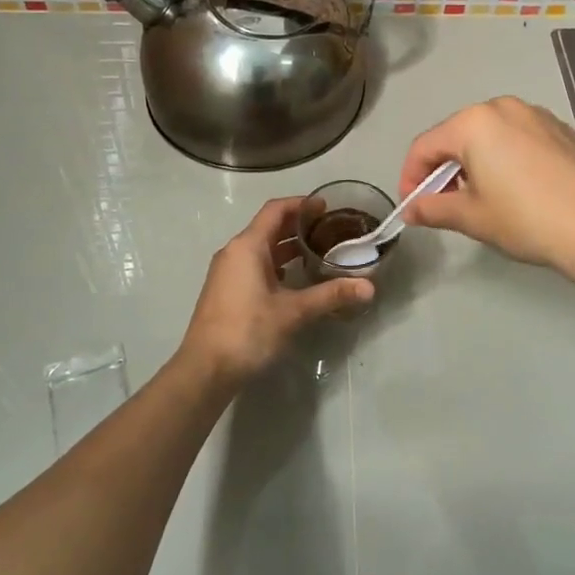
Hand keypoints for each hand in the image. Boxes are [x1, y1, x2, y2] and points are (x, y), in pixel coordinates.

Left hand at [176, 197, 373, 386]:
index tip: (327, 207)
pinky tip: (296, 279)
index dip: (301, 204)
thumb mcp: (293, 312)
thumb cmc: (247, 331)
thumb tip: (369, 287)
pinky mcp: (227, 291)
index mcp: (247, 246)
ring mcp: (228, 272)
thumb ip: (330, 295)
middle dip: (298, 226)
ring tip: (319, 252)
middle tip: (330, 230)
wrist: (205, 370)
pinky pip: (255, 266)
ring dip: (288, 247)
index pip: (276, 210)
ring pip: (262, 248)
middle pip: (269, 227)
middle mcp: (234, 252)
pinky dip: (277, 265)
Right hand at [398, 97, 574, 275]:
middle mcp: (502, 107)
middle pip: (456, 136)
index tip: (412, 207)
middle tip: (443, 204)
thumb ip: (433, 208)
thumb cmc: (524, 219)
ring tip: (479, 198)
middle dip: (443, 169)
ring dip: (473, 163)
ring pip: (488, 135)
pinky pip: (517, 138)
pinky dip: (503, 158)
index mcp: (473, 122)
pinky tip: (513, 189)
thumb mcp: (471, 217)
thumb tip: (410, 210)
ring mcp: (535, 114)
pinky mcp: (560, 129)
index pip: (425, 146)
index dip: (411, 177)